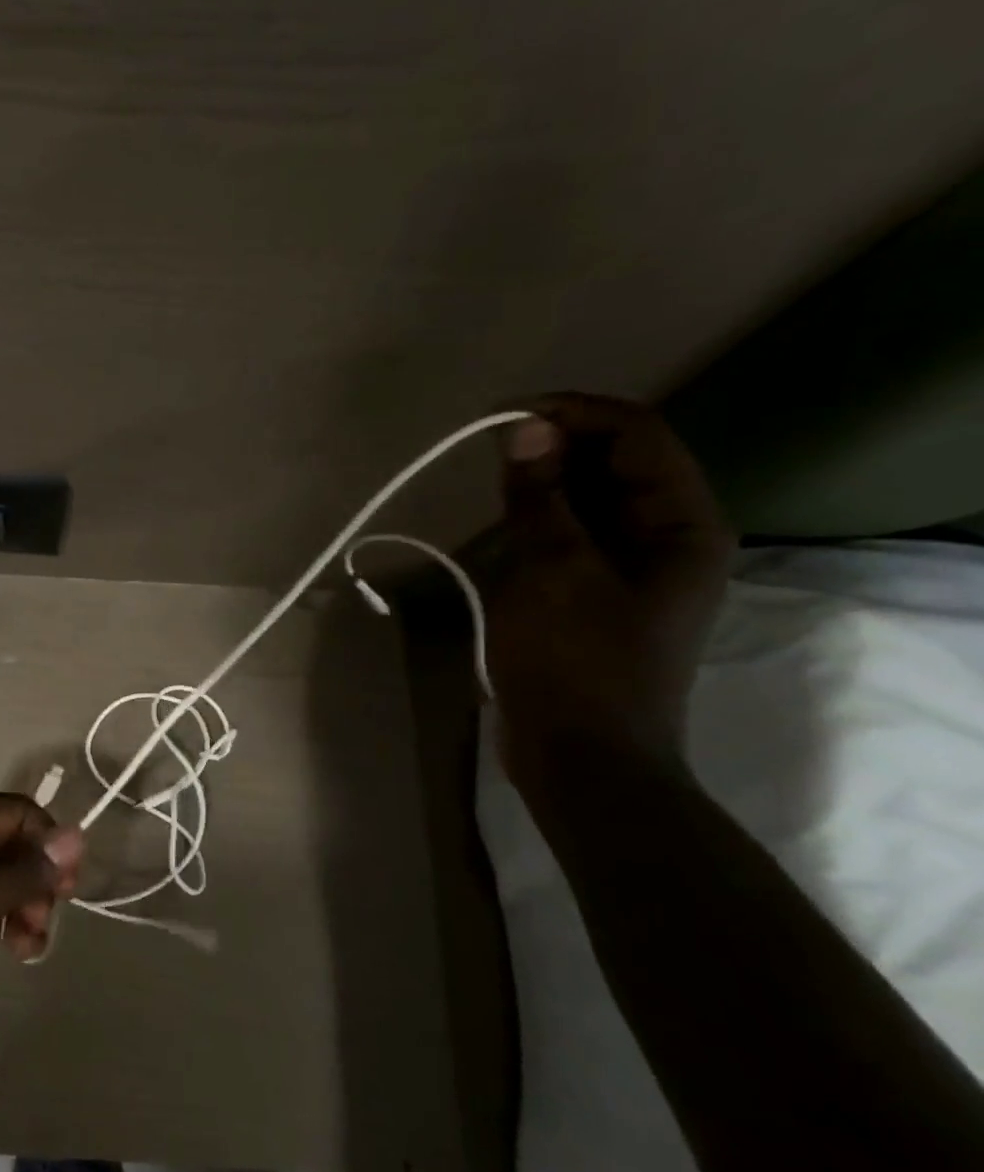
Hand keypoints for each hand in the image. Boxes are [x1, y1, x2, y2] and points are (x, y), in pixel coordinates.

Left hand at [0, 794, 82, 1057]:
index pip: (13, 811)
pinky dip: (4, 920)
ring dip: (23, 904)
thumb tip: (77, 836)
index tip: (69, 886)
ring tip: (33, 945)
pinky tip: (19, 949)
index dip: (46, 841)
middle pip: (8, 842)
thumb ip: (20, 874)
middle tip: (47, 919)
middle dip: (35, 879)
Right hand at [488, 394, 734, 781]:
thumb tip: (525, 429)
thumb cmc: (573, 663)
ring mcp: (631, 570)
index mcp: (683, 526)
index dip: (574, 413)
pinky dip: (537, 521)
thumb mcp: (553, 572)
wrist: (580, 757)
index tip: (504, 416)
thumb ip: (541, 498)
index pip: (638, 437)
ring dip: (543, 483)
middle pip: (617, 464)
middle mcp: (667, 538)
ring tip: (491, 482)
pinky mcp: (595, 595)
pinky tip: (502, 524)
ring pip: (590, 501)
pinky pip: (570, 537)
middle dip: (556, 446)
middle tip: (490, 448)